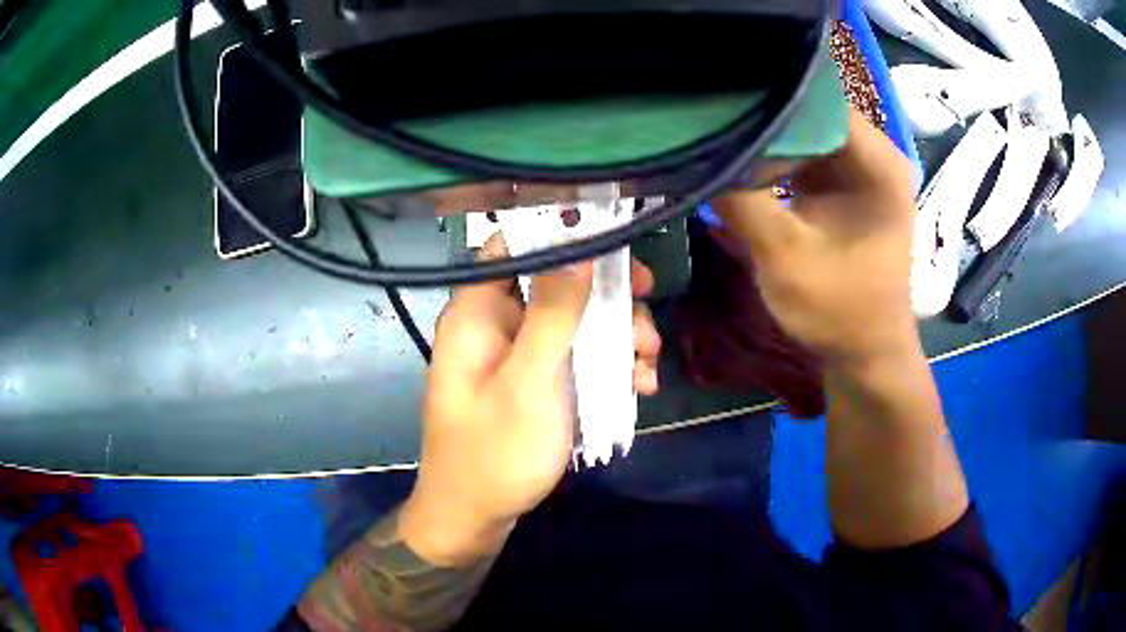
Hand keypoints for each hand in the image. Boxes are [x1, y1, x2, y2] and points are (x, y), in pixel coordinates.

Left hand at [400, 234, 660, 565]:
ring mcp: (518, 353)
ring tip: (647, 363)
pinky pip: (576, 355)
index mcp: (477, 312)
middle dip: (607, 293)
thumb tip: (579, 249)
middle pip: (556, 280)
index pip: (513, 243)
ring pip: (575, 319)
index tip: (612, 239)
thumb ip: (553, 314)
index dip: (560, 232)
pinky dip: (608, 364)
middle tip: (648, 299)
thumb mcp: (529, 383)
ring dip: (618, 333)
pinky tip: (638, 386)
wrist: (476, 517)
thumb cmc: (495, 453)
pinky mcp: (536, 380)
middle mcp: (496, 323)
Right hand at [715, 109, 919, 368]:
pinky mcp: (846, 184)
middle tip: (708, 112)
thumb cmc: (839, 312)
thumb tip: (694, 153)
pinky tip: (740, 157)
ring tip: (716, 127)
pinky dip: (774, 155)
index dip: (768, 94)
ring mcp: (861, 168)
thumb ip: (741, 201)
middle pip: (810, 110)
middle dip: (761, 113)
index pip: (817, 99)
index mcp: (879, 164)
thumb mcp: (785, 258)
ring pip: (804, 130)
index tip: (718, 97)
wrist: (864, 354)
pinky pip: (804, 153)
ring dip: (764, 135)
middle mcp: (875, 155)